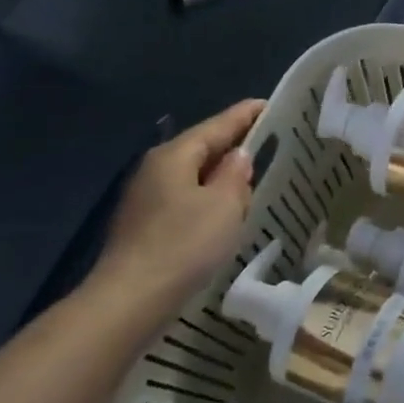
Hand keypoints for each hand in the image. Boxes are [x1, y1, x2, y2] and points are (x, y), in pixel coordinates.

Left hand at [89, 100, 266, 308]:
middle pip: (202, 148)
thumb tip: (239, 156)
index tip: (271, 105)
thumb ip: (235, 175)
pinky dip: (209, 198)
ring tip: (254, 178)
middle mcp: (156, 168)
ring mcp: (146, 197)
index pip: (217, 125)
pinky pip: (186, 199)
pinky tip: (225, 212)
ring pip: (194, 175)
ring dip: (222, 175)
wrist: (132, 297)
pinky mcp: (146, 224)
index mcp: (174, 155)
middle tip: (271, 143)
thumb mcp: (223, 205)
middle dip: (234, 145)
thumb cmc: (184, 244)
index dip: (246, 115)